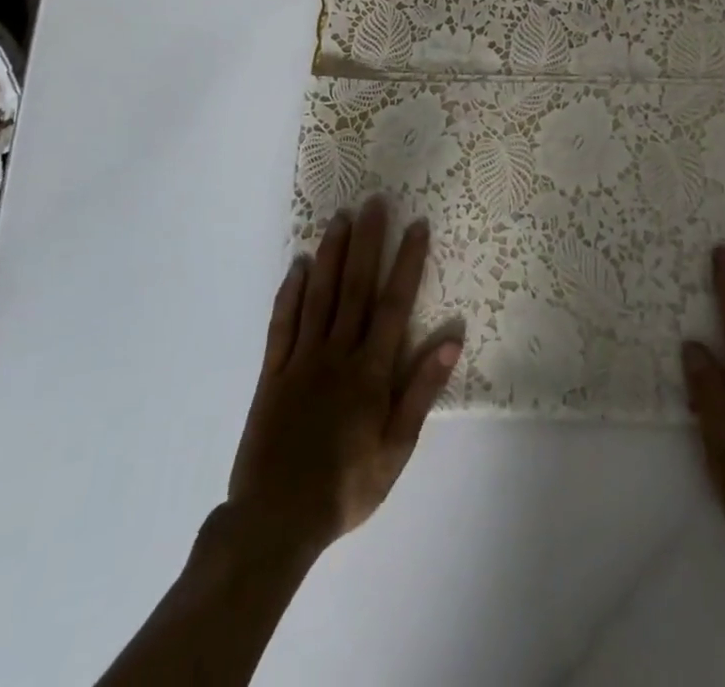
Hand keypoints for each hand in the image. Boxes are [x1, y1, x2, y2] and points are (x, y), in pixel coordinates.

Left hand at [226, 197, 460, 560]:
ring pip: (319, 296)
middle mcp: (337, 354)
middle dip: (367, 242)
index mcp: (371, 371)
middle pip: (355, 287)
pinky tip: (298, 265)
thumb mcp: (396, 449)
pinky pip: (282, 324)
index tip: (417, 226)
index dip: (407, 262)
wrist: (275, 522)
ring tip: (340, 218)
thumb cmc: (346, 487)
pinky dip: (290, 292)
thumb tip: (452, 339)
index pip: (394, 304)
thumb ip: (421, 390)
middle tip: (373, 202)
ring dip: (331, 254)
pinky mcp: (272, 373)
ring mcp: (301, 360)